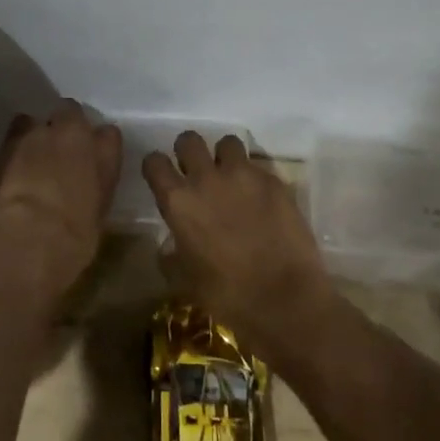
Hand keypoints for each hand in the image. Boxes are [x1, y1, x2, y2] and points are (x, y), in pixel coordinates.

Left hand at [0, 101, 122, 279]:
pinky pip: (11, 135)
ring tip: (29, 157)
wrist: (31, 237)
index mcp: (103, 153)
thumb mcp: (96, 215)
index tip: (93, 158)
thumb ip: (93, 189)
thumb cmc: (75, 237)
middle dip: (64, 125)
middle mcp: (71, 133)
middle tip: (59, 150)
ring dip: (33, 133)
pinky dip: (11, 148)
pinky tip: (8, 168)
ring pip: (34, 120)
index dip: (99, 144)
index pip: (109, 134)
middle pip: (70, 111)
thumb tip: (84, 188)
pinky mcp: (4, 144)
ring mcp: (35, 134)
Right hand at [143, 132, 334, 355]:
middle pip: (189, 140)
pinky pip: (258, 166)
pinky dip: (254, 177)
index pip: (154, 162)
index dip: (156, 167)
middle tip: (196, 171)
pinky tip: (260, 200)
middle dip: (188, 151)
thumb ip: (170, 254)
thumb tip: (169, 245)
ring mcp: (244, 176)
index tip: (162, 177)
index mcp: (178, 201)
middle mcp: (207, 179)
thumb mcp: (183, 280)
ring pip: (227, 143)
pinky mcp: (274, 181)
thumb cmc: (226, 295)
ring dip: (224, 156)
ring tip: (231, 177)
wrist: (285, 300)